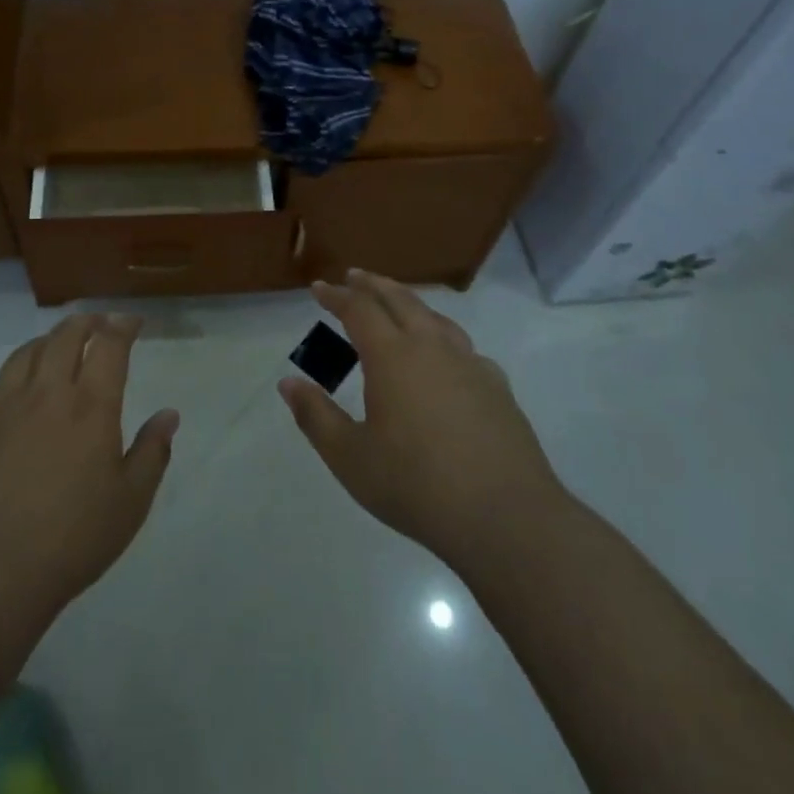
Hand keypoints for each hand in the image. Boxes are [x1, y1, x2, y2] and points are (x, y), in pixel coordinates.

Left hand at [0, 313, 177, 621]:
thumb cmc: (71, 540)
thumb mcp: (130, 503)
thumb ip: (152, 453)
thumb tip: (169, 415)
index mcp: (90, 406)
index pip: (109, 345)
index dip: (122, 326)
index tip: (133, 322)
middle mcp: (46, 394)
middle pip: (64, 337)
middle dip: (85, 322)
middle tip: (98, 324)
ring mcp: (2, 410)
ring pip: (22, 356)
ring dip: (43, 343)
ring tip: (54, 348)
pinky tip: (3, 400)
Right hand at [279, 270, 565, 576]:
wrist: (506, 517)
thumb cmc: (417, 486)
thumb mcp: (351, 458)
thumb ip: (316, 417)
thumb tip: (288, 383)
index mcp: (392, 357)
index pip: (359, 309)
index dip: (336, 296)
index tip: (318, 288)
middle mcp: (432, 347)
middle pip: (399, 299)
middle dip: (373, 285)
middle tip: (354, 277)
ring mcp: (470, 363)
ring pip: (435, 317)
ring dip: (409, 302)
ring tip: (396, 303)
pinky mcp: (497, 386)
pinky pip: (463, 346)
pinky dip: (442, 336)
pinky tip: (444, 355)